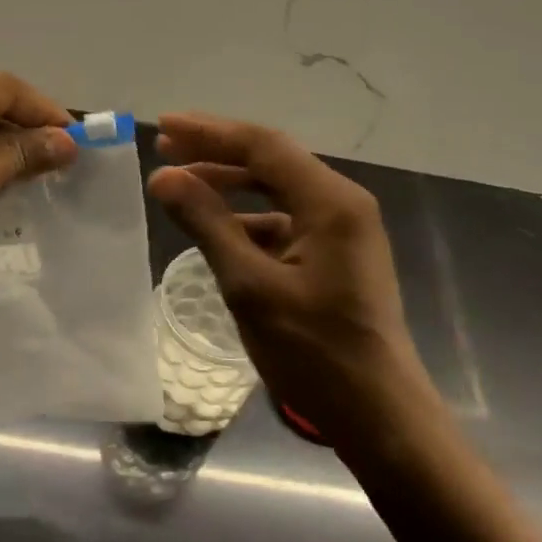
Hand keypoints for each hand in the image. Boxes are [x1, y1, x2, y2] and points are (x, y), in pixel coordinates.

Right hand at [147, 113, 440, 449]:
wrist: (378, 415)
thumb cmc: (314, 352)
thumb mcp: (250, 286)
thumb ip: (207, 223)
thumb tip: (163, 176)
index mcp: (331, 201)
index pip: (263, 146)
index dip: (209, 132)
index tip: (163, 127)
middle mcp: (342, 203)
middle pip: (272, 160)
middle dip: (216, 151)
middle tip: (164, 147)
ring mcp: (343, 228)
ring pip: (278, 188)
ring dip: (230, 183)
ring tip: (182, 181)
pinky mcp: (336, 253)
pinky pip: (286, 218)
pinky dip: (248, 217)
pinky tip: (216, 227)